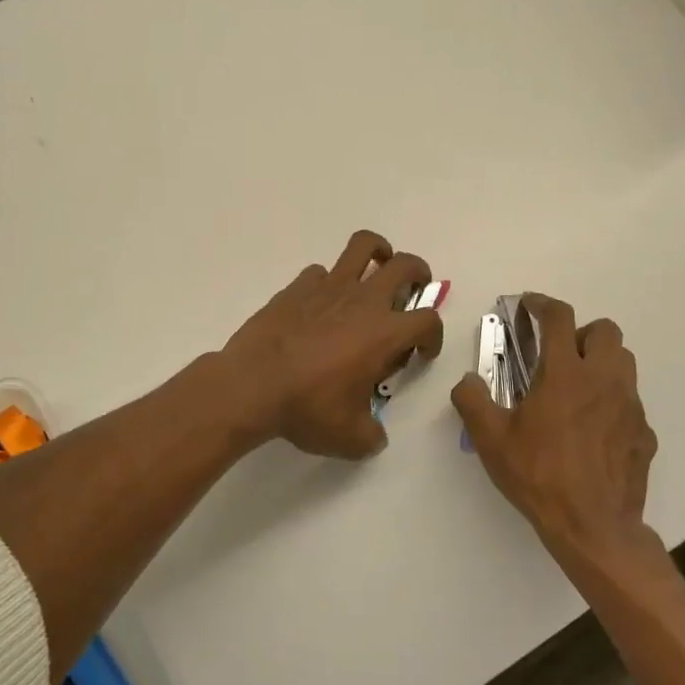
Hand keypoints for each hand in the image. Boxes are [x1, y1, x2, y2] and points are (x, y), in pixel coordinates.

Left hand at [220, 230, 444, 458]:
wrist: (251, 386)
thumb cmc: (308, 409)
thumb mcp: (351, 438)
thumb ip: (373, 435)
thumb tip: (375, 435)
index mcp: (385, 333)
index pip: (428, 320)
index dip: (433, 336)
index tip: (420, 353)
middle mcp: (363, 301)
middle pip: (405, 266)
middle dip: (419, 273)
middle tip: (413, 289)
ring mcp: (328, 288)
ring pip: (363, 246)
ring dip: (378, 251)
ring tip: (377, 266)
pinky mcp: (297, 287)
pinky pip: (320, 272)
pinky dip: (328, 282)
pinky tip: (321, 303)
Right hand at [451, 293, 661, 580]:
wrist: (593, 526)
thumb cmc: (538, 475)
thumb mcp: (490, 439)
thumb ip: (472, 400)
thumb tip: (467, 380)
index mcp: (564, 374)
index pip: (559, 318)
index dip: (542, 304)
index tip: (529, 306)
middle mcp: (603, 380)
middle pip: (606, 331)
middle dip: (581, 333)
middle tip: (557, 354)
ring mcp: (630, 406)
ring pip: (624, 362)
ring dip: (601, 362)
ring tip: (576, 387)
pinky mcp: (644, 433)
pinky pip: (631, 402)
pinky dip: (612, 402)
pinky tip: (592, 430)